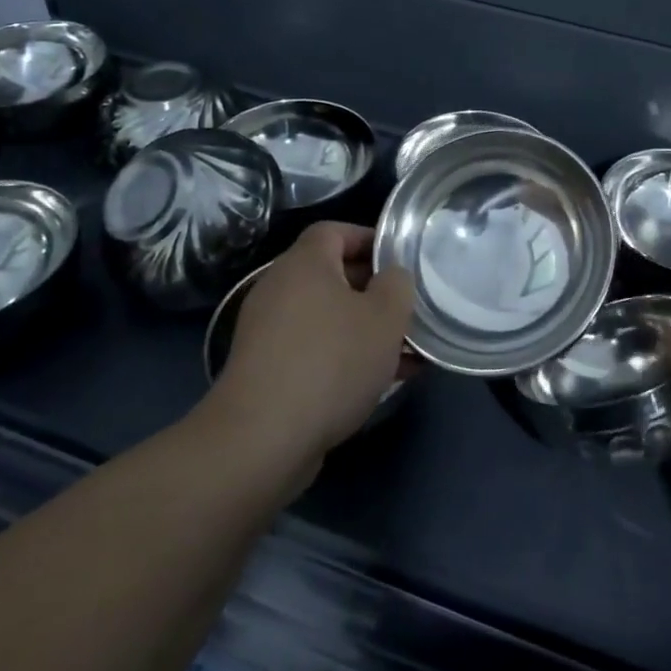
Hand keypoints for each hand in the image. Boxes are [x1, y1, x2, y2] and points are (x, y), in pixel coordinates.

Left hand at [208, 222, 414, 469]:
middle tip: (408, 309)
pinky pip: (313, 349)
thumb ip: (397, 285)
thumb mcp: (385, 317)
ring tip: (404, 352)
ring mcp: (267, 331)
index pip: (335, 231)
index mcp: (304, 264)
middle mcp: (279, 289)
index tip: (401, 260)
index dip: (370, 239)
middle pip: (332, 275)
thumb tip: (391, 276)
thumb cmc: (331, 362)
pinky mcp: (265, 370)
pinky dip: (343, 356)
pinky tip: (377, 383)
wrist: (261, 440)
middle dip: (374, 291)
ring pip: (327, 317)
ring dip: (364, 329)